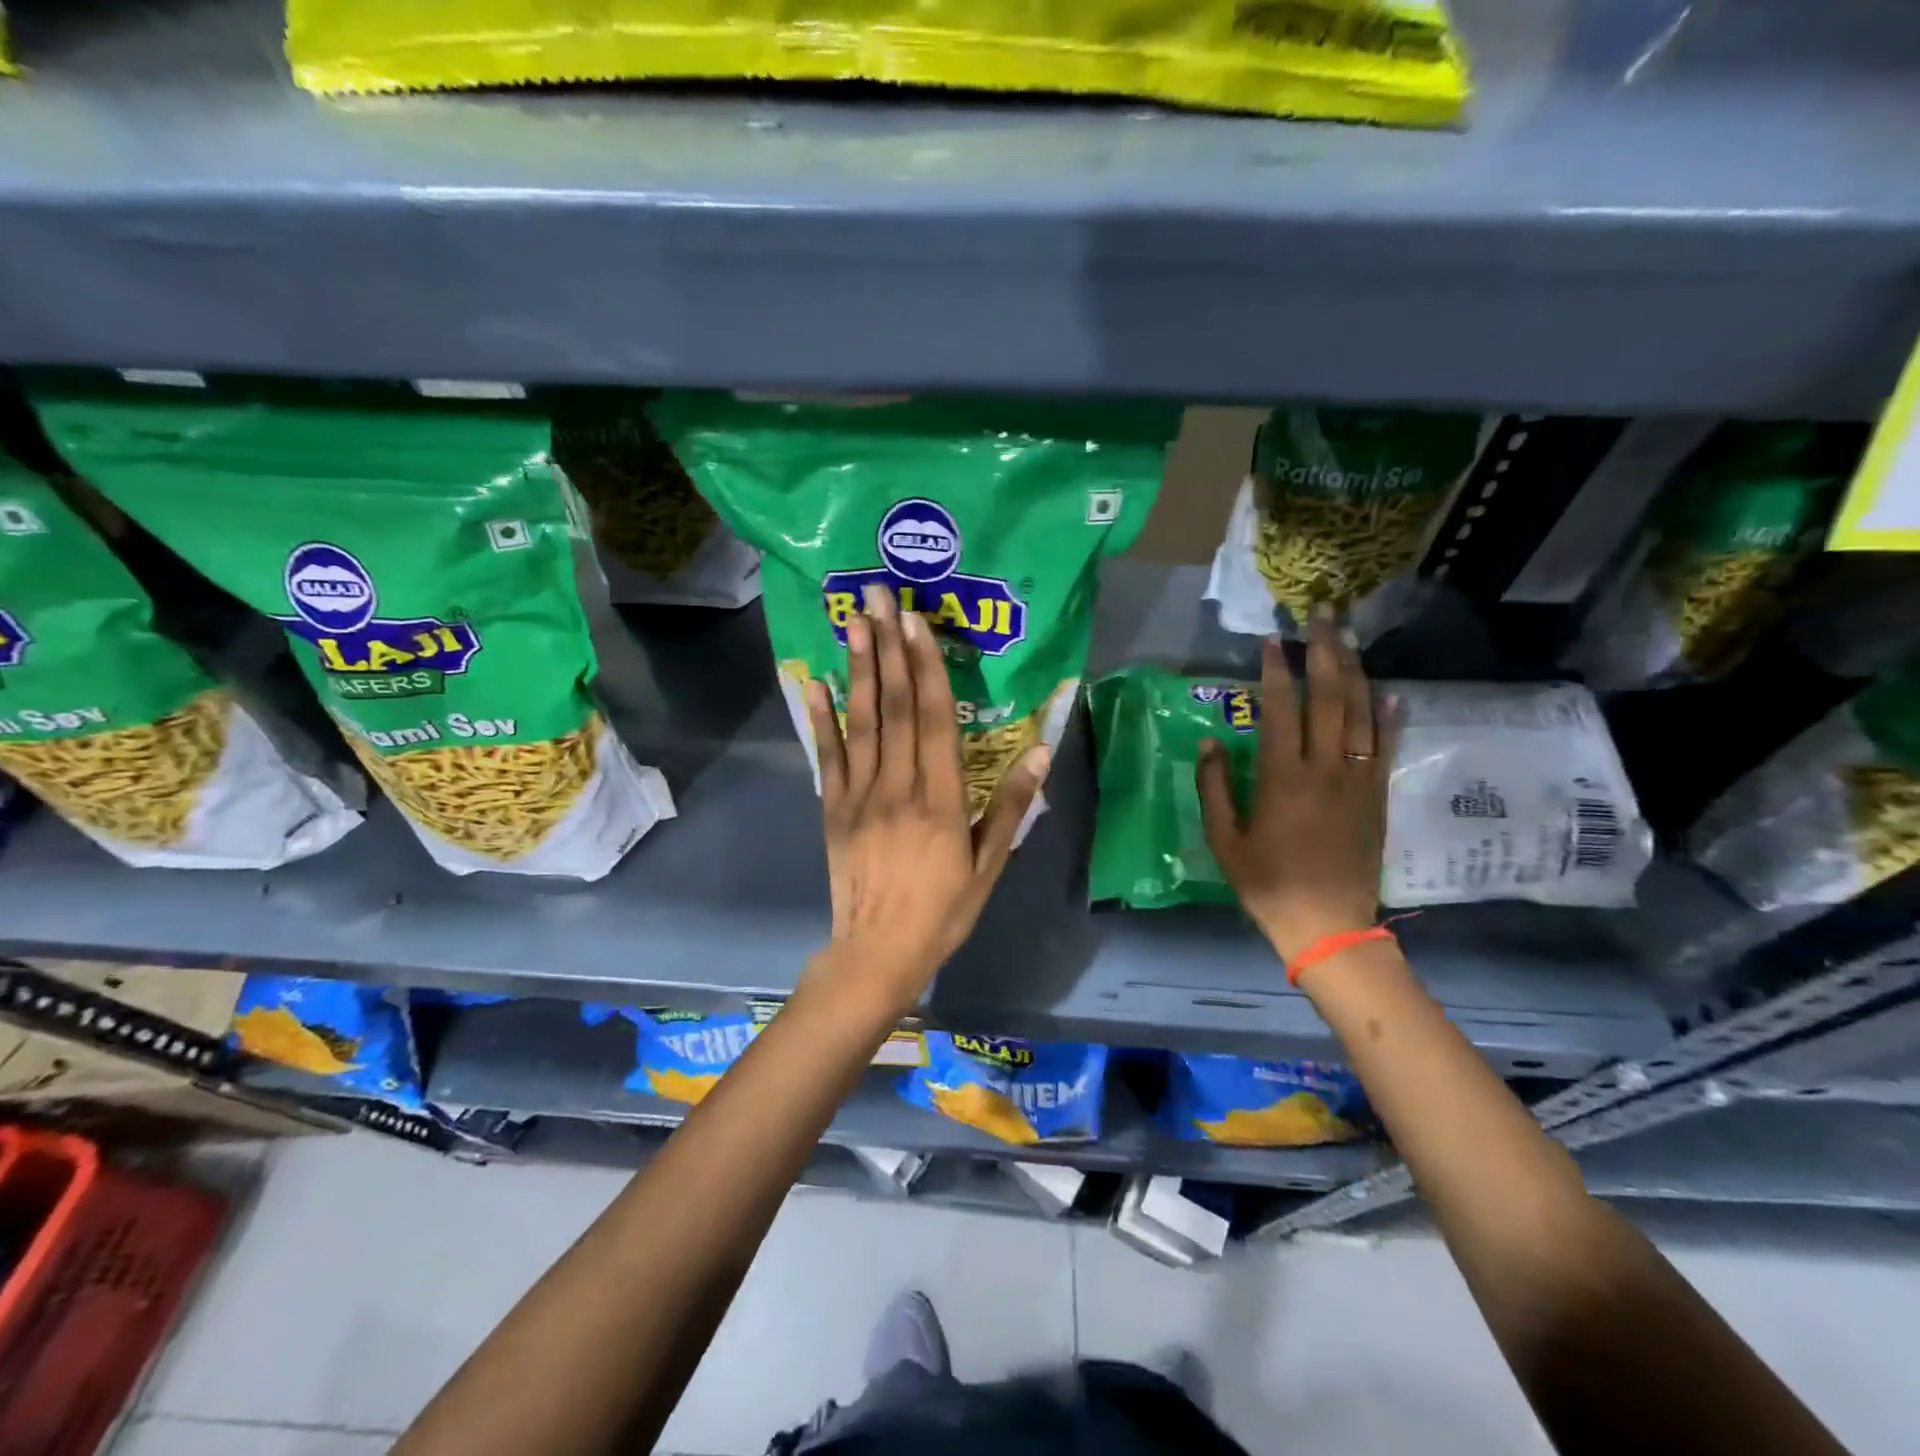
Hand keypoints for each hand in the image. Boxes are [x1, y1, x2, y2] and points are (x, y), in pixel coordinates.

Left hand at [803, 583, 1050, 1009]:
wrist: (877, 953)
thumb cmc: (942, 911)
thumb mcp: (988, 866)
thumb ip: (1009, 806)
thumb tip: (1040, 750)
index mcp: (940, 799)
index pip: (935, 719)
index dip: (928, 667)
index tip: (918, 623)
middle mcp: (897, 786)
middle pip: (896, 707)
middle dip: (889, 648)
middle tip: (880, 598)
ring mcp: (859, 795)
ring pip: (861, 722)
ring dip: (859, 669)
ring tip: (854, 623)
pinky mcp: (833, 808)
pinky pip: (828, 756)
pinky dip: (821, 718)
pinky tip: (816, 683)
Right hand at [1197, 606, 1396, 963]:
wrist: (1328, 924)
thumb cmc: (1266, 883)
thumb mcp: (1224, 840)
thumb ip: (1214, 788)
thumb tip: (1211, 742)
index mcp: (1282, 778)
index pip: (1281, 709)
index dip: (1276, 671)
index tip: (1271, 640)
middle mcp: (1325, 768)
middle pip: (1329, 697)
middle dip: (1324, 652)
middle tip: (1322, 615)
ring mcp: (1357, 780)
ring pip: (1361, 713)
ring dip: (1355, 670)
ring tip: (1349, 636)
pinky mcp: (1377, 795)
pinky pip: (1385, 746)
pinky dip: (1389, 714)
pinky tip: (1389, 689)